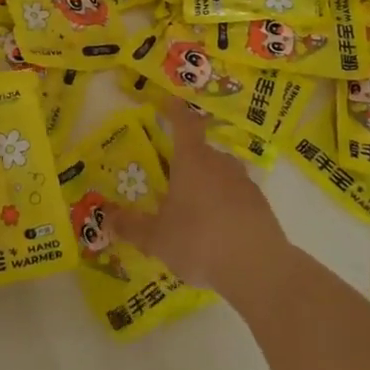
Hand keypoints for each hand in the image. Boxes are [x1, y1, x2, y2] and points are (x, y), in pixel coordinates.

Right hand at [104, 99, 291, 307]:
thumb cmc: (199, 241)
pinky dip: (225, 204)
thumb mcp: (156, 238)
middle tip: (172, 180)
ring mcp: (243, 182)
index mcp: (192, 161)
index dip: (175, 111)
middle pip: (201, 151)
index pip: (183, 124)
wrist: (259, 268)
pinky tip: (218, 229)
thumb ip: (131, 227)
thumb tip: (108, 217)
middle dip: (186, 161)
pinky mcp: (261, 204)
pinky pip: (236, 195)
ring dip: (207, 183)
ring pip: (220, 173)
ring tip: (194, 209)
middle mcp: (219, 163)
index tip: (170, 101)